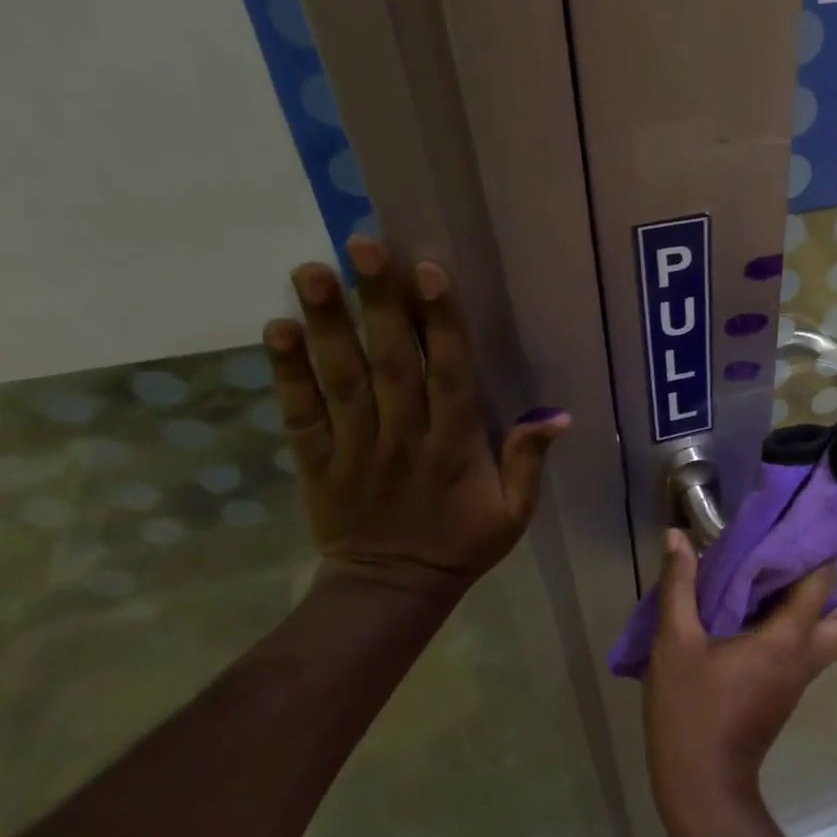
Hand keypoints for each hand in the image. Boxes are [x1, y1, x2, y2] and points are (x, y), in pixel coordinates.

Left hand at [263, 235, 568, 602]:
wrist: (392, 589)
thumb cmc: (461, 544)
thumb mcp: (514, 513)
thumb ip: (529, 462)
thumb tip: (560, 415)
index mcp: (455, 447)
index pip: (448, 375)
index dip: (439, 323)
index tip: (429, 273)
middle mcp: (403, 437)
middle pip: (390, 363)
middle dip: (378, 303)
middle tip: (363, 246)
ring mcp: (354, 447)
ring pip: (341, 378)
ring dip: (327, 324)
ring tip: (310, 271)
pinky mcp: (316, 460)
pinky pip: (299, 413)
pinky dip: (286, 373)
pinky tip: (277, 329)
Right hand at [644, 529, 836, 836]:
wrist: (703, 786)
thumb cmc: (691, 712)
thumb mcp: (675, 645)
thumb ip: (679, 587)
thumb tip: (676, 536)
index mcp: (787, 640)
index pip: (823, 584)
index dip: (824, 551)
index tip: (813, 520)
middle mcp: (807, 656)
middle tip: (823, 552)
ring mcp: (802, 676)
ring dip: (831, 603)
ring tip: (796, 568)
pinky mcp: (789, 689)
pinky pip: (812, 645)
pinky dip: (806, 621)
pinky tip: (769, 604)